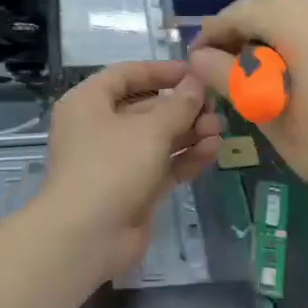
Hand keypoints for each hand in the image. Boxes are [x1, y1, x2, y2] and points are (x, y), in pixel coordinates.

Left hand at [38, 60, 224, 280]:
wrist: (87, 236)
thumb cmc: (111, 167)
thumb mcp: (150, 130)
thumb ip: (179, 105)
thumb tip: (197, 84)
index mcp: (89, 103)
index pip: (126, 75)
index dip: (161, 71)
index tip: (195, 72)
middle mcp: (100, 128)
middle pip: (147, 108)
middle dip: (183, 107)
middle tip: (216, 108)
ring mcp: (117, 161)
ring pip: (158, 139)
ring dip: (189, 133)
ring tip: (219, 132)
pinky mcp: (134, 189)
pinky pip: (163, 165)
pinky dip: (185, 158)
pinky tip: (212, 151)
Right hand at [186, 0, 307, 206]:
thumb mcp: (268, 114)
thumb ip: (230, 79)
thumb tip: (198, 58)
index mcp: (302, 28)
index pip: (244, 12)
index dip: (214, 31)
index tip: (196, 57)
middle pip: (271, 3)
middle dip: (241, 25)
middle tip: (220, 60)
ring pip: (296, 10)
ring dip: (267, 29)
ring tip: (249, 67)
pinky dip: (293, 35)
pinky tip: (284, 68)